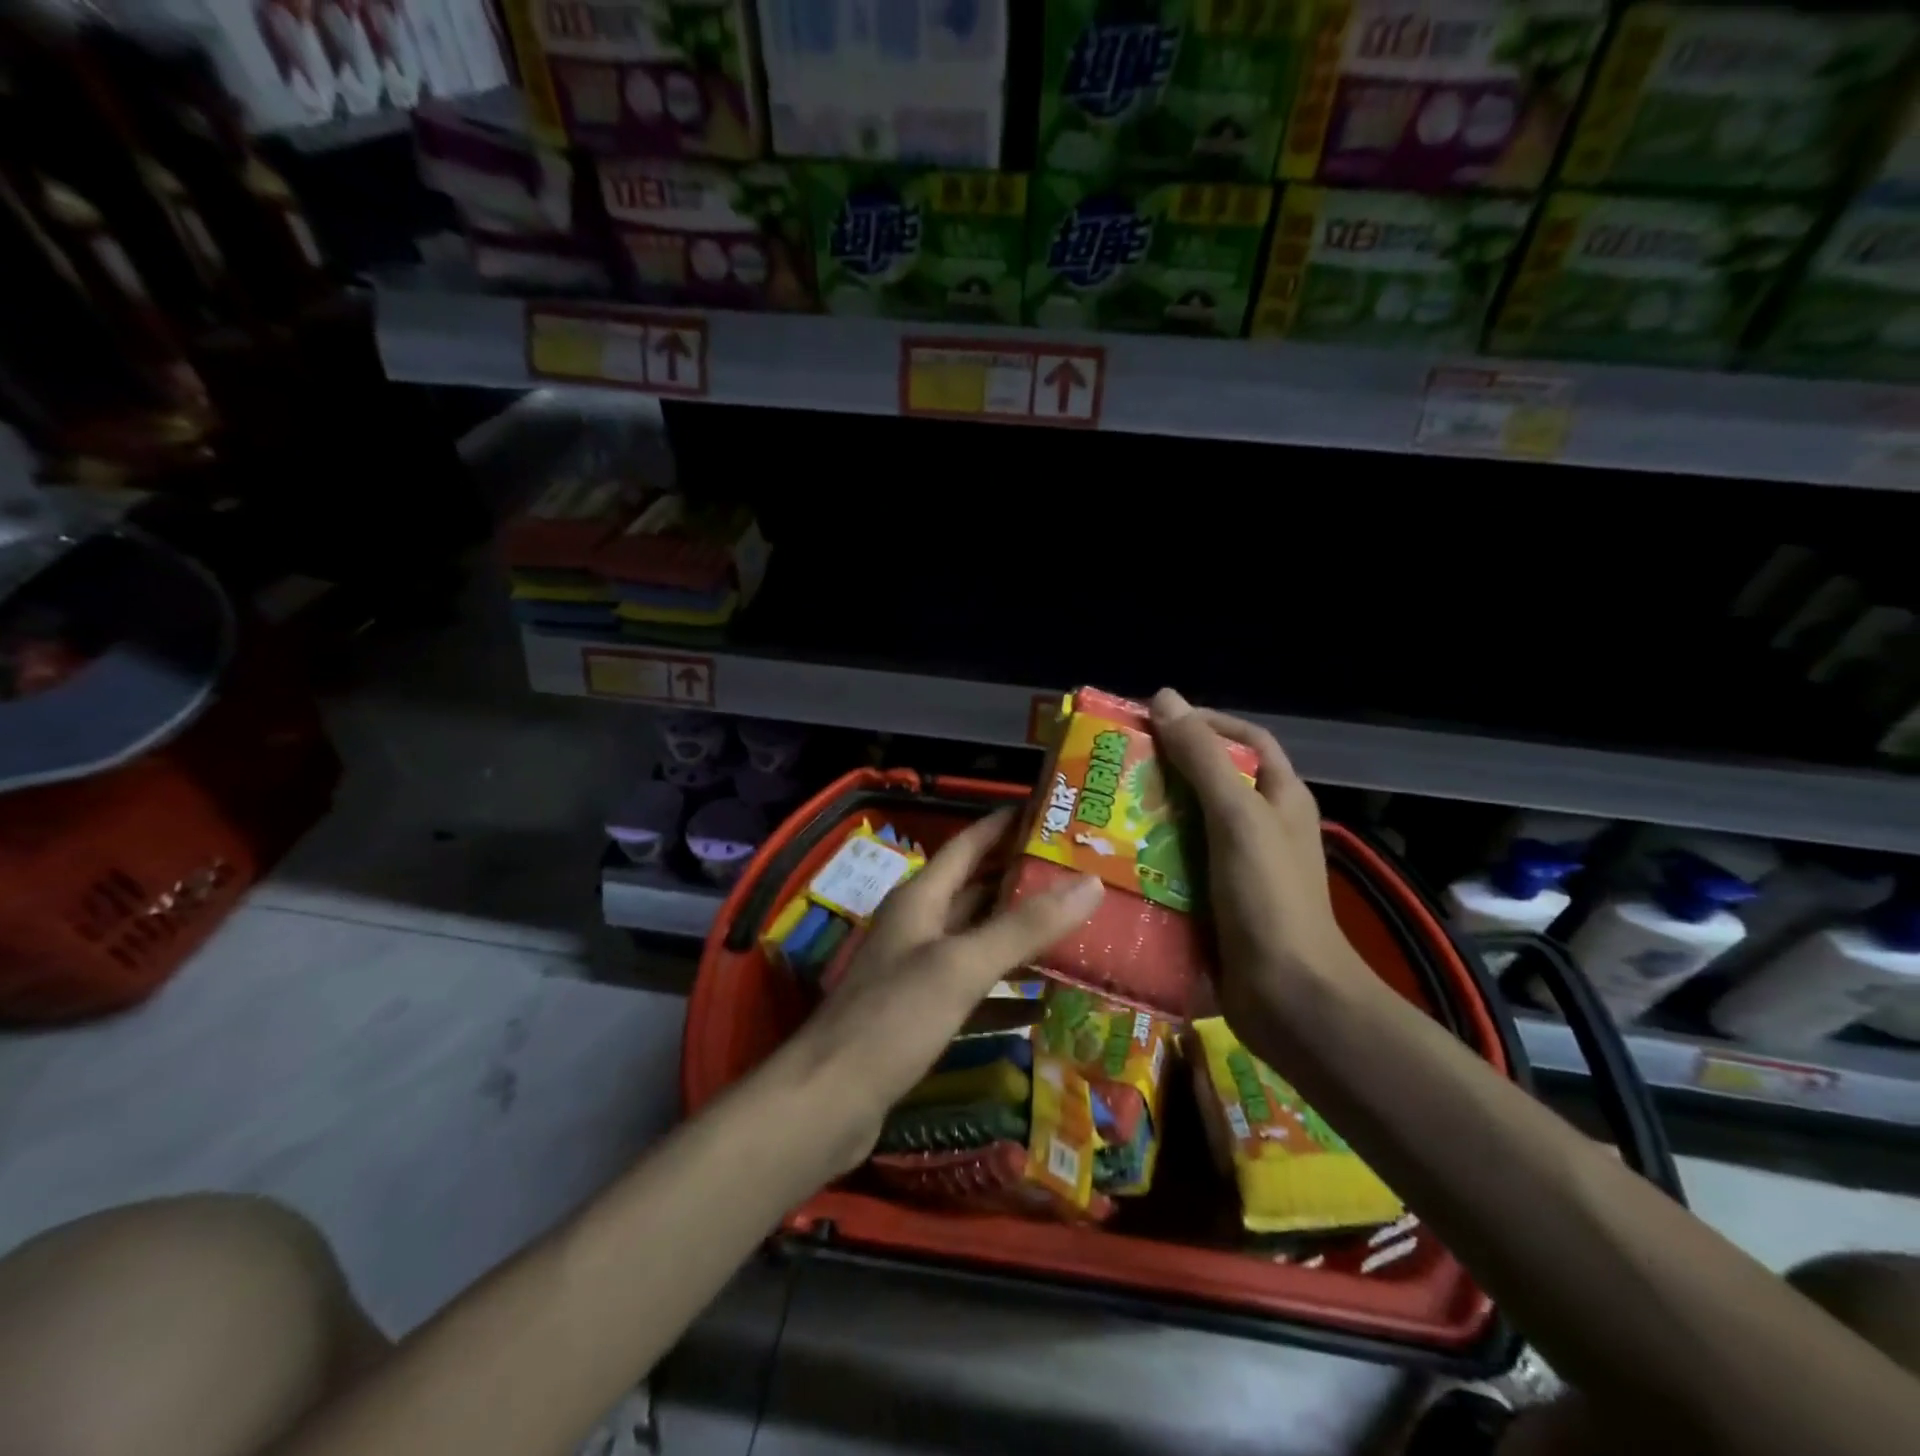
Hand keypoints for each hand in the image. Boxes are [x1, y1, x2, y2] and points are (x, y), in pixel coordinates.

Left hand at [782, 808, 1104, 1168]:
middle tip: (1083, 876)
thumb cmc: (893, 1019)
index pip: (968, 844)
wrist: (828, 1103)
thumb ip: (1024, 926)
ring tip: (1079, 932)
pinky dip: (1009, 995)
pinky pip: (976, 993)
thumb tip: (1090, 884)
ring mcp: (919, 973)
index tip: (1052, 812)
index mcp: (921, 899)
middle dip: (1025, 882)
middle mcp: (919, 927)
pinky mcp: (923, 1016)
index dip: (1005, 825)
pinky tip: (1048, 1004)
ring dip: (1022, 938)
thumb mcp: (961, 966)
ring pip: (980, 943)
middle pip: (978, 892)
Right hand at [1148, 688, 1369, 1048]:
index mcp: (1280, 798)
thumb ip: (1202, 759)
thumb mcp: (1238, 817)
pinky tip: (1112, 858)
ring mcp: (1238, 867)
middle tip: (1114, 766)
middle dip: (1165, 770)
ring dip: (1150, 816)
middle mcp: (1260, 827)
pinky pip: (1177, 867)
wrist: (1289, 998)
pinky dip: (1148, 858)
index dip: (1206, 722)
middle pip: (1210, 781)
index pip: (1246, 740)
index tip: (1155, 720)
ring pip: (1188, 825)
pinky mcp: (1215, 902)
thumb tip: (1165, 698)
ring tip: (1102, 809)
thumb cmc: (1270, 897)